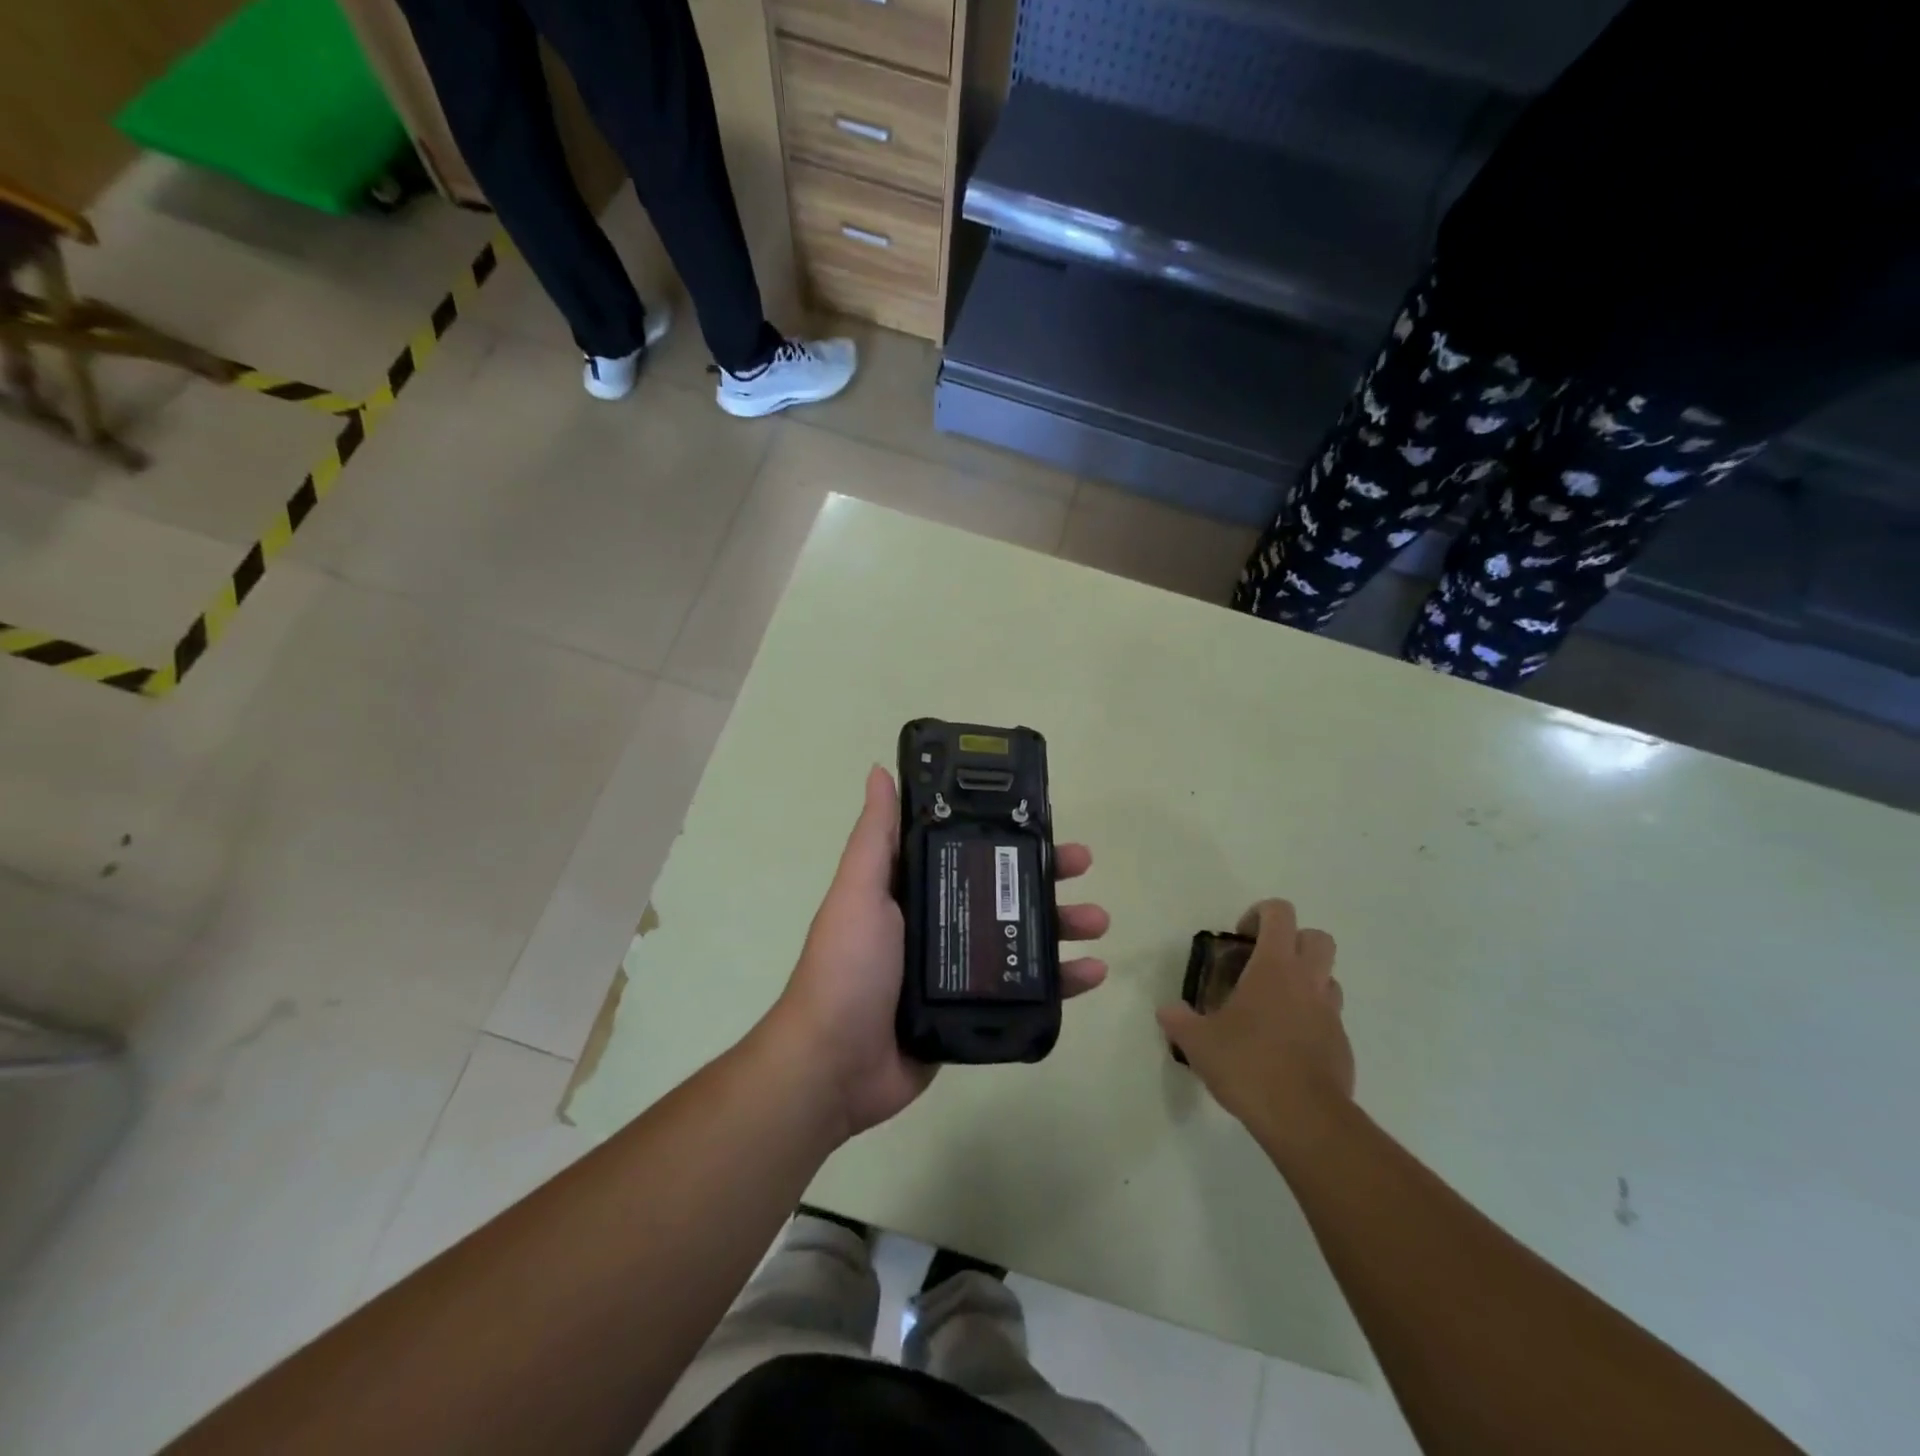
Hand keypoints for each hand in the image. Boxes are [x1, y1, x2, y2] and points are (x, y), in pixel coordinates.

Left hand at [771, 765, 1109, 1140]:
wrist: (834, 1065)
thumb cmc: (848, 967)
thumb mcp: (859, 892)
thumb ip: (876, 836)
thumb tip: (880, 770)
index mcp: (912, 890)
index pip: (966, 850)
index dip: (1003, 834)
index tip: (1039, 820)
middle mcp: (937, 922)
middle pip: (1001, 890)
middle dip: (1043, 875)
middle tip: (1082, 865)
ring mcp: (956, 969)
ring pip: (1020, 937)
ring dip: (1061, 924)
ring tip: (1097, 921)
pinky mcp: (971, 1011)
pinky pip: (1023, 990)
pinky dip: (1060, 982)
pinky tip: (1092, 973)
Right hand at [1156, 899, 1353, 1149]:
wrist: (1304, 1120)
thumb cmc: (1248, 1064)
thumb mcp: (1198, 1042)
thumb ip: (1179, 1020)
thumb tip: (1167, 1011)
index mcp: (1275, 967)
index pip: (1280, 913)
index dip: (1260, 914)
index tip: (1240, 939)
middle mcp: (1308, 982)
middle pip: (1317, 938)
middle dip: (1292, 941)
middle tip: (1262, 964)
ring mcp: (1331, 1014)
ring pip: (1328, 978)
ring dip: (1305, 980)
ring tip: (1273, 1005)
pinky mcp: (1342, 1046)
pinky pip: (1329, 1018)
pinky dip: (1310, 1020)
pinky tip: (1285, 1045)